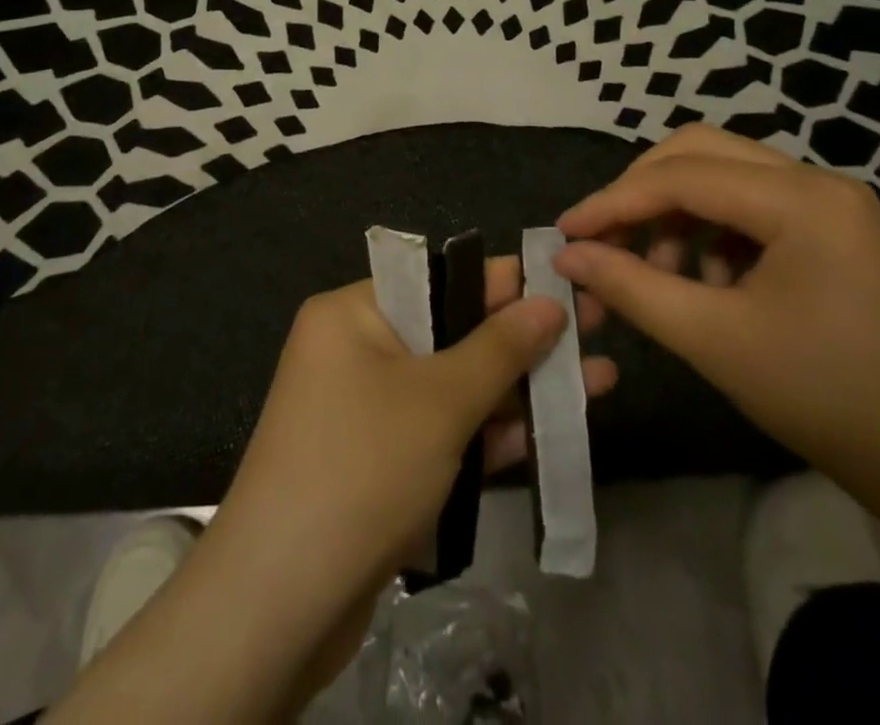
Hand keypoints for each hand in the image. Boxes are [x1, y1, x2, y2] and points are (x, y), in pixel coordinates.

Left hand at [58, 261, 614, 722]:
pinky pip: (444, 433)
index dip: (505, 279)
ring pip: (456, 387)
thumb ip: (499, 347)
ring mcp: (370, 410)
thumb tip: (548, 301)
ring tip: (599, 380)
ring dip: (520, 390)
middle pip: (453, 333)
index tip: (564, 276)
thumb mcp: (439, 399)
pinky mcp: (383, 464)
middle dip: (524, 340)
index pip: (439, 278)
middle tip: (595, 331)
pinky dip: (491, 434)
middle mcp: (358, 350)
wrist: (280, 603)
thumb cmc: (362, 467)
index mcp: (354, 313)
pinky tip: (555, 432)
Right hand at [554, 124, 879, 480]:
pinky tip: (703, 280)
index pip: (681, 176)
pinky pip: (748, 203)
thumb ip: (631, 287)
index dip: (614, 201)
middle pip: (699, 152)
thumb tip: (567, 256)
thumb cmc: (827, 399)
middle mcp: (817, 180)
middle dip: (642, 193)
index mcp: (801, 199)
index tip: (565, 233)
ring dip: (675, 212)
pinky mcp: (830, 227)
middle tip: (604, 240)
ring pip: (722, 174)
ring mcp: (828, 201)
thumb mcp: (714, 340)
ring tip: (657, 272)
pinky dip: (709, 230)